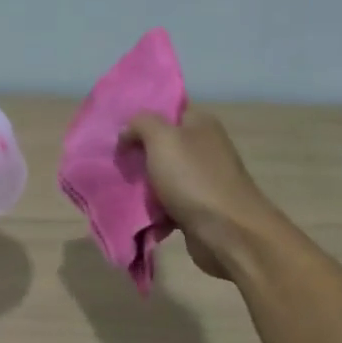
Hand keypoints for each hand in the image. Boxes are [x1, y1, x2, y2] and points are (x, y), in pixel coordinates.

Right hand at [122, 109, 281, 279]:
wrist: (227, 232)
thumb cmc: (193, 178)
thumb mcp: (162, 139)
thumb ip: (141, 124)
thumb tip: (127, 131)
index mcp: (200, 123)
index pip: (168, 109)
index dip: (141, 117)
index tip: (116, 129)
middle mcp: (203, 147)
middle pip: (161, 144)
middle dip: (137, 154)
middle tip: (114, 161)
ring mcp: (202, 179)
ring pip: (162, 176)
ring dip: (142, 184)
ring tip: (118, 188)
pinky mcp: (198, 208)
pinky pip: (167, 203)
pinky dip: (154, 209)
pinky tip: (137, 213)